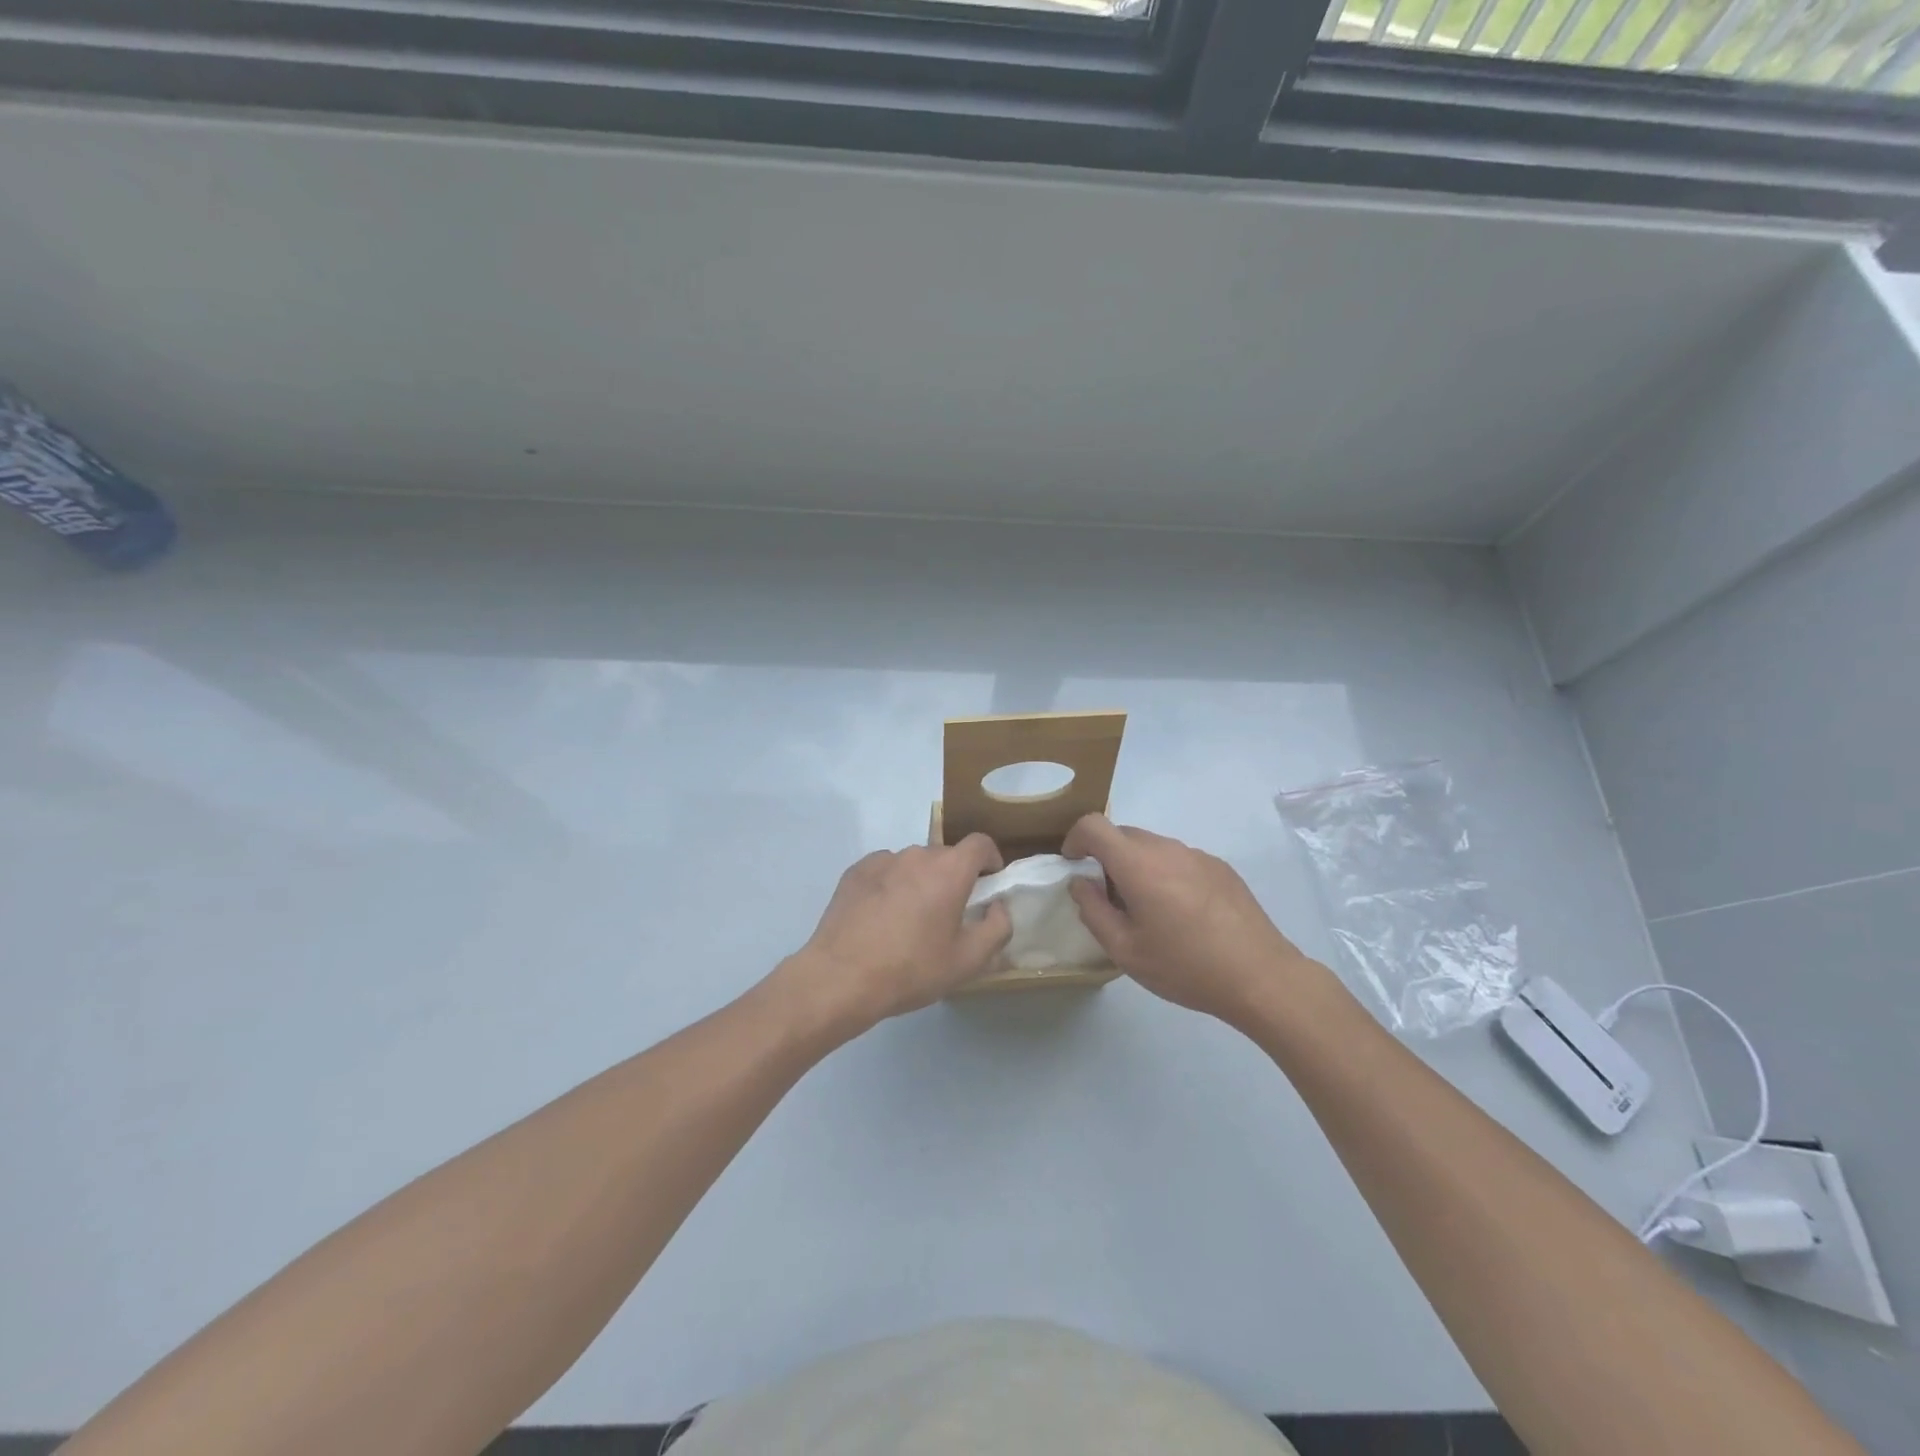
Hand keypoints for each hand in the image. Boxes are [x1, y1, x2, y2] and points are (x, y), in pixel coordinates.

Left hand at [778, 835, 1012, 1037]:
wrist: (841, 977)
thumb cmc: (912, 969)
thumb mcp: (968, 961)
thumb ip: (997, 928)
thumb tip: (998, 907)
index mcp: (950, 870)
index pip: (980, 843)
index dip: (990, 859)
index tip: (989, 883)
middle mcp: (917, 855)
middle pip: (945, 856)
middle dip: (954, 878)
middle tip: (949, 914)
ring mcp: (882, 860)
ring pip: (913, 864)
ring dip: (920, 882)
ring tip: (910, 920)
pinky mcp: (855, 871)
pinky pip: (885, 871)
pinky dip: (891, 885)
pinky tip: (881, 918)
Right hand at [1063, 813, 1312, 1024]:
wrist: (1260, 977)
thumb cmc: (1185, 966)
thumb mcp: (1125, 950)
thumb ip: (1093, 911)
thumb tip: (1081, 883)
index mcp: (1138, 864)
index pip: (1094, 825)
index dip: (1075, 838)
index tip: (1073, 864)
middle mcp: (1167, 848)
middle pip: (1123, 834)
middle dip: (1106, 857)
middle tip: (1109, 899)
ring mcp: (1197, 855)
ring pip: (1153, 847)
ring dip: (1137, 866)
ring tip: (1148, 911)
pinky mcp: (1220, 867)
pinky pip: (1179, 859)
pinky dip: (1166, 874)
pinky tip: (1182, 914)